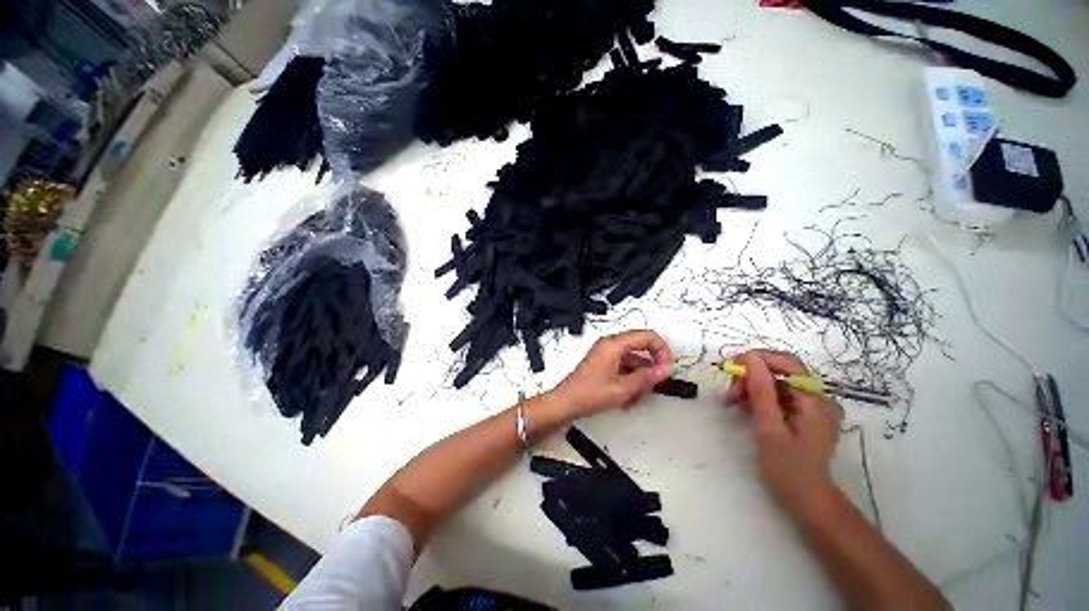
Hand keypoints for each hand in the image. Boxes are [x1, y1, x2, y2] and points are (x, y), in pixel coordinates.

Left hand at [549, 330, 671, 418]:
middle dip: (650, 368)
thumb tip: (665, 370)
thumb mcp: (622, 388)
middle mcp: (610, 345)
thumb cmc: (588, 394)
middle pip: (641, 348)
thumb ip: (647, 378)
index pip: (647, 336)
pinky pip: (624, 367)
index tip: (666, 367)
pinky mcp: (604, 363)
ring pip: (634, 361)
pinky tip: (628, 398)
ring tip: (636, 398)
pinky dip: (630, 380)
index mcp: (614, 344)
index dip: (661, 350)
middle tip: (653, 385)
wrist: (566, 403)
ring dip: (640, 378)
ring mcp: (607, 354)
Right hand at [726, 350, 844, 522]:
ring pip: (777, 382)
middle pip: (780, 371)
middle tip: (729, 393)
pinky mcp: (805, 414)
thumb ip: (761, 391)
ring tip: (732, 401)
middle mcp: (818, 398)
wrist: (807, 500)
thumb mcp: (769, 428)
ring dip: (751, 387)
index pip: (787, 362)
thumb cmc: (788, 469)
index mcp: (815, 400)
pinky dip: (759, 396)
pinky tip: (745, 406)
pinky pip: (779, 394)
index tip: (730, 367)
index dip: (757, 359)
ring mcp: (813, 406)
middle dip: (751, 376)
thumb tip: (750, 358)